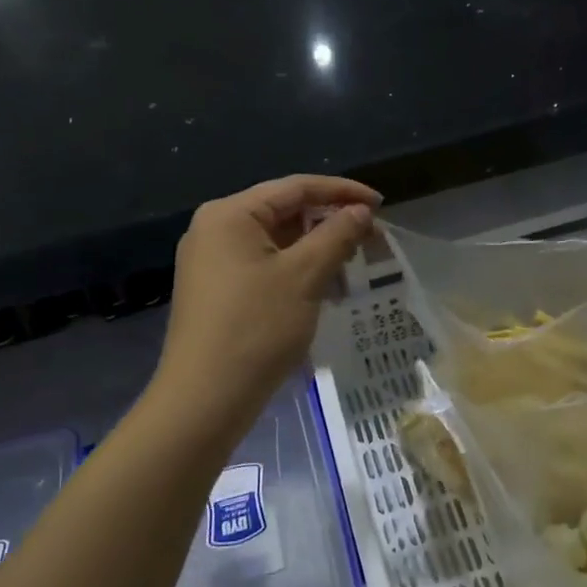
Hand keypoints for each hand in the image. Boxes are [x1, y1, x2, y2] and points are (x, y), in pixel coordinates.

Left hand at [157, 175, 380, 420]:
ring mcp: (212, 261)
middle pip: (284, 211)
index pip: (296, 187)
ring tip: (352, 267)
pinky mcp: (216, 290)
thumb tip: (361, 211)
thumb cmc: (257, 328)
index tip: (381, 204)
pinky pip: (264, 265)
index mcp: (230, 214)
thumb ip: (337, 235)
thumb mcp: (305, 276)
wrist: (205, 399)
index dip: (342, 192)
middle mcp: (215, 229)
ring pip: (276, 241)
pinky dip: (296, 270)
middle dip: (330, 223)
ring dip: (316, 249)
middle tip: (372, 239)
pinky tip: (323, 289)